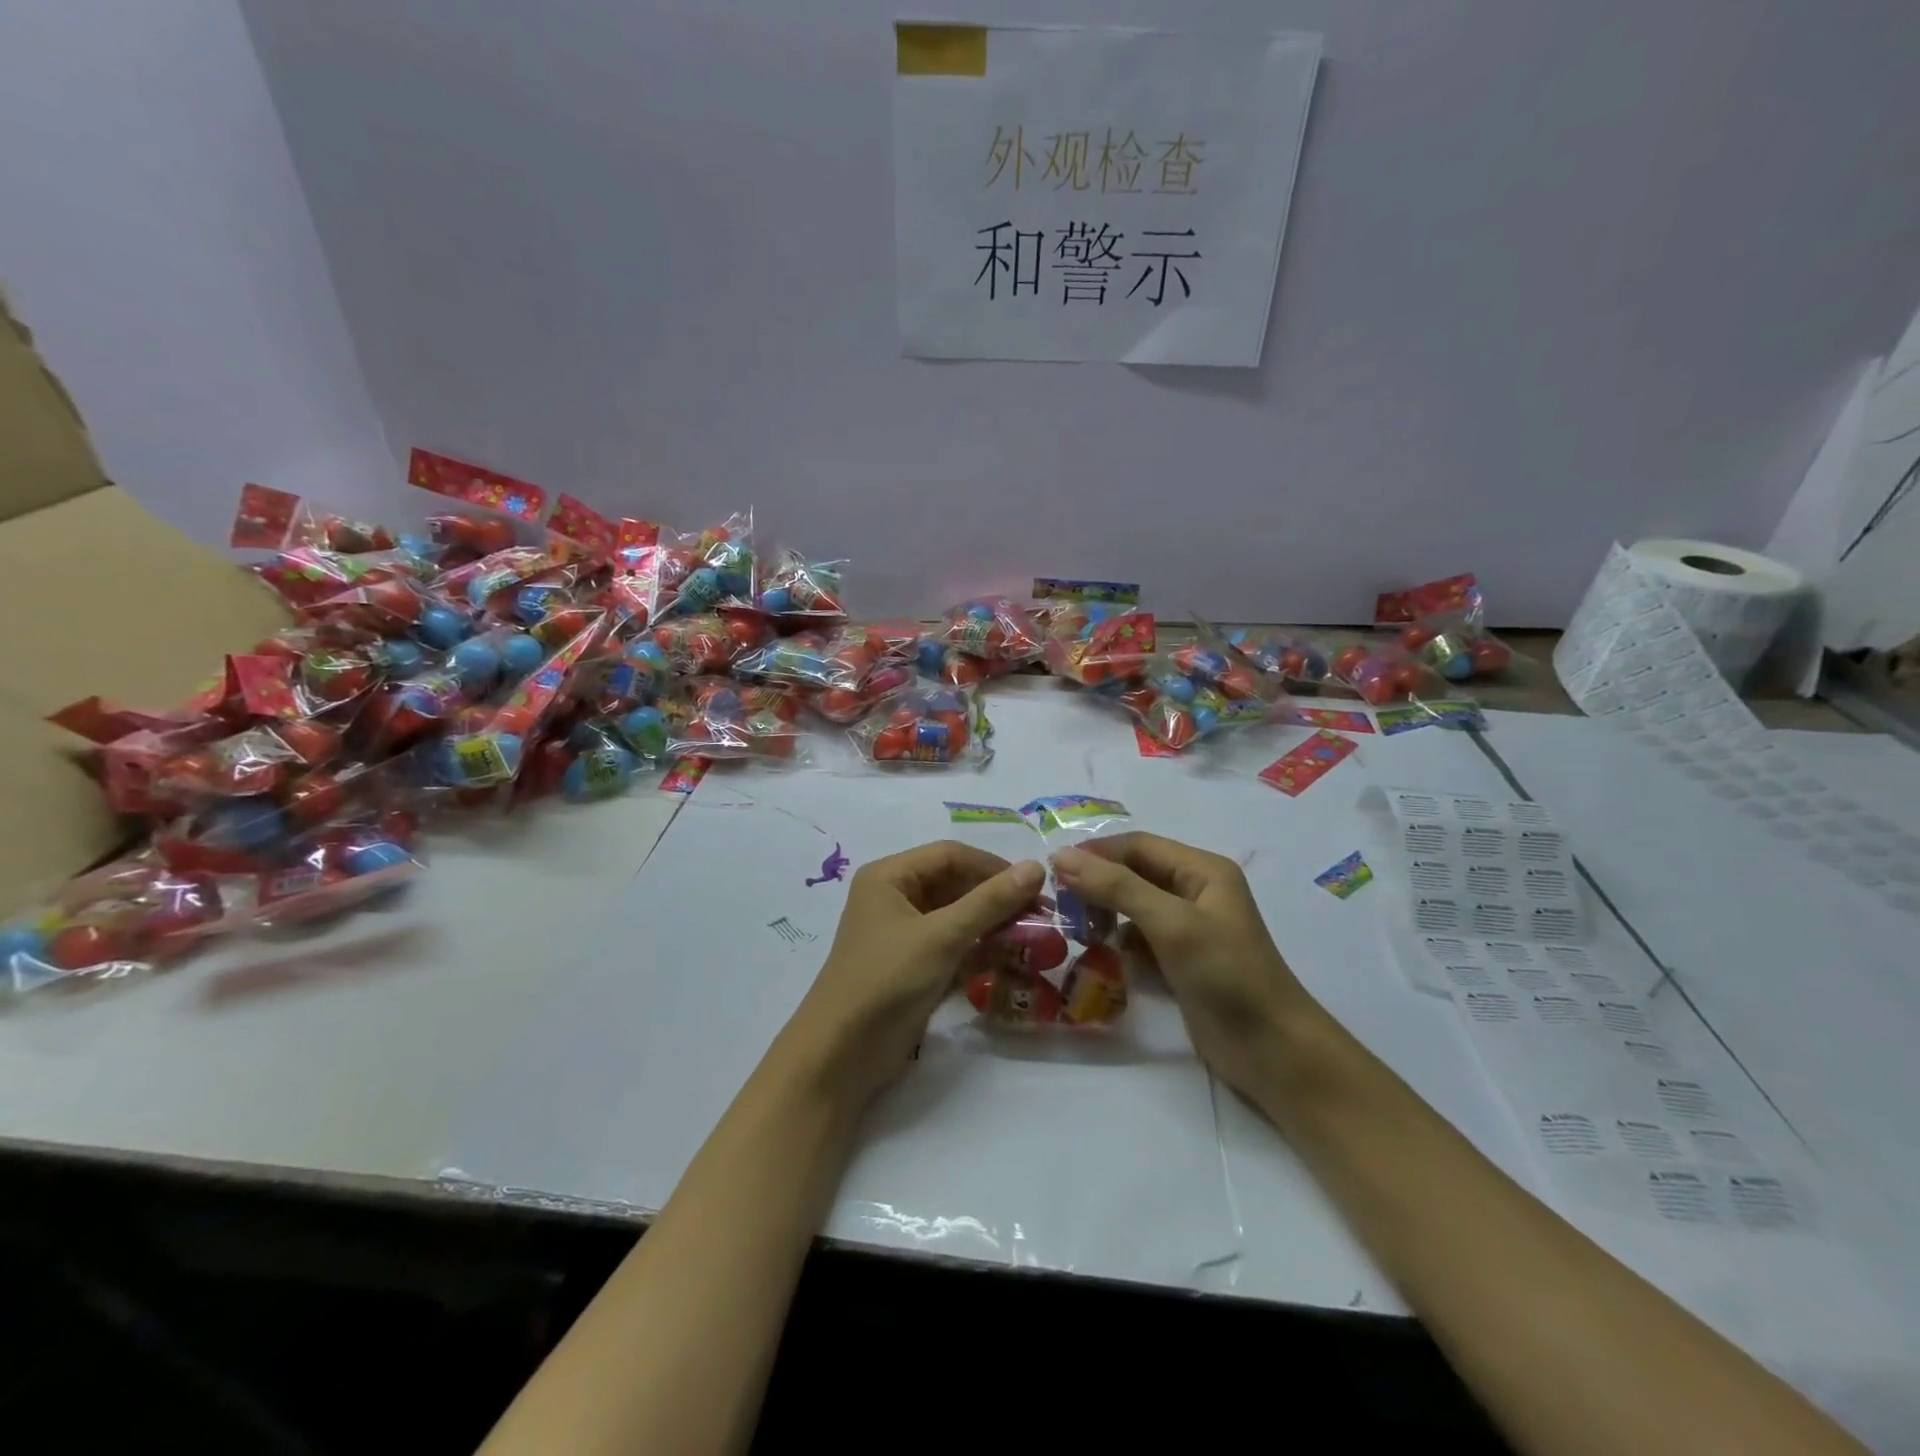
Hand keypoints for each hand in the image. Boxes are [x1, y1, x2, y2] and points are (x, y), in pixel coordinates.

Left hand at [785, 841, 1043, 1104]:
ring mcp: (904, 934)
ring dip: (993, 925)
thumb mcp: (941, 937)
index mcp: (890, 877)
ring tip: (1035, 938)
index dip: (993, 866)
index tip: (1035, 886)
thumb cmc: (886, 980)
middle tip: (1041, 916)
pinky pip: (954, 946)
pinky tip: (1013, 960)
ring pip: (958, 917)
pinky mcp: (914, 966)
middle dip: (996, 898)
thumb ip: (989, 902)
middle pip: (955, 884)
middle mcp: (895, 897)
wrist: (841, 1055)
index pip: (950, 855)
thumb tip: (1035, 867)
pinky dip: (980, 950)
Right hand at [1051, 832, 1316, 1098]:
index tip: (1052, 871)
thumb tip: (1061, 856)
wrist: (1273, 1052)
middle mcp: (1195, 890)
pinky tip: (1101, 956)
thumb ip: (1117, 886)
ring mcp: (1188, 927)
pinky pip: (1139, 938)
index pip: (1137, 845)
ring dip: (1105, 914)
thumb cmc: (1227, 975)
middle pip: (1134, 873)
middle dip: (1098, 885)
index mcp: (1202, 870)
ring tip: (1078, 932)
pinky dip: (1118, 943)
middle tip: (1060, 905)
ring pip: (1132, 906)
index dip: (1095, 853)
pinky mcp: (1180, 960)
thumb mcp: (1171, 923)